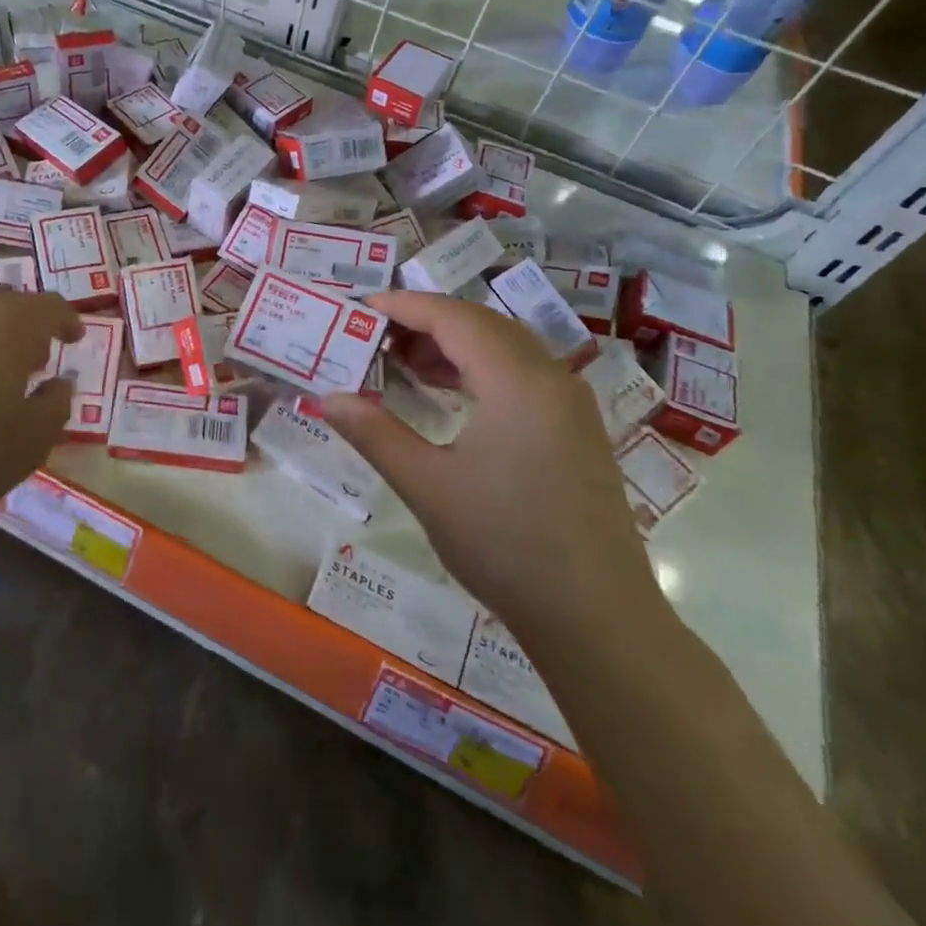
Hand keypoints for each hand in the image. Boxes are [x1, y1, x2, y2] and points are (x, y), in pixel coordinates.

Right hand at [320, 291, 661, 647]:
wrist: (597, 619)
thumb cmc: (505, 545)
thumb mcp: (428, 486)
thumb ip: (375, 434)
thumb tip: (327, 398)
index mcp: (517, 381)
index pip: (453, 318)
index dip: (404, 306)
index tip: (360, 308)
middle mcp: (550, 378)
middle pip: (481, 324)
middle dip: (425, 322)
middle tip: (375, 337)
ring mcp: (569, 403)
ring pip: (504, 348)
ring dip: (453, 346)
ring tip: (403, 364)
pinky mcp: (575, 429)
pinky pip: (521, 374)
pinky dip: (479, 370)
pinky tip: (449, 395)